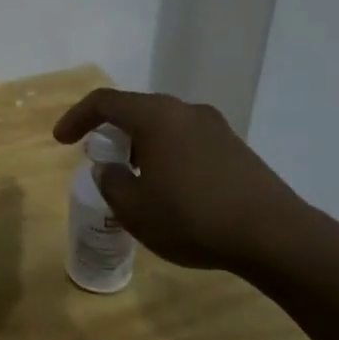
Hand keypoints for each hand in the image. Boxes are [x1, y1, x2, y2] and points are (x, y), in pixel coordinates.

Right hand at [52, 88, 323, 271]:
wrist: (276, 237)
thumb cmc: (193, 218)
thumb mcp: (135, 209)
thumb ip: (112, 182)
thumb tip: (110, 168)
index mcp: (156, 116)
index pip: (104, 102)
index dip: (77, 117)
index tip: (62, 141)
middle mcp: (185, 111)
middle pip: (136, 109)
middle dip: (111, 131)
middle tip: (99, 157)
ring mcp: (215, 128)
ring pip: (164, 125)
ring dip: (141, 144)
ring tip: (133, 177)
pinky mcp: (236, 149)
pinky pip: (187, 140)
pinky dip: (167, 154)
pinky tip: (170, 188)